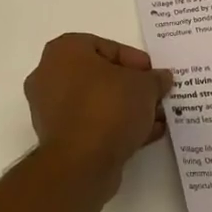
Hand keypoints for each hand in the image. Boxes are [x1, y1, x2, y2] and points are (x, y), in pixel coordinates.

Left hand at [24, 34, 173, 193]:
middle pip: (100, 76)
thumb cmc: (109, 107)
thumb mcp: (144, 86)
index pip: (106, 47)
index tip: (154, 75)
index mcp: (64, 51)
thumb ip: (155, 78)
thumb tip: (161, 78)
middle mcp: (50, 76)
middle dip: (131, 87)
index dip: (135, 60)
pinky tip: (144, 135)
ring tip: (155, 118)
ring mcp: (50, 110)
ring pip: (96, 102)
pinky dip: (115, 127)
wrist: (81, 163)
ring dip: (126, 109)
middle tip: (155, 95)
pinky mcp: (58, 139)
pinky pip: (91, 124)